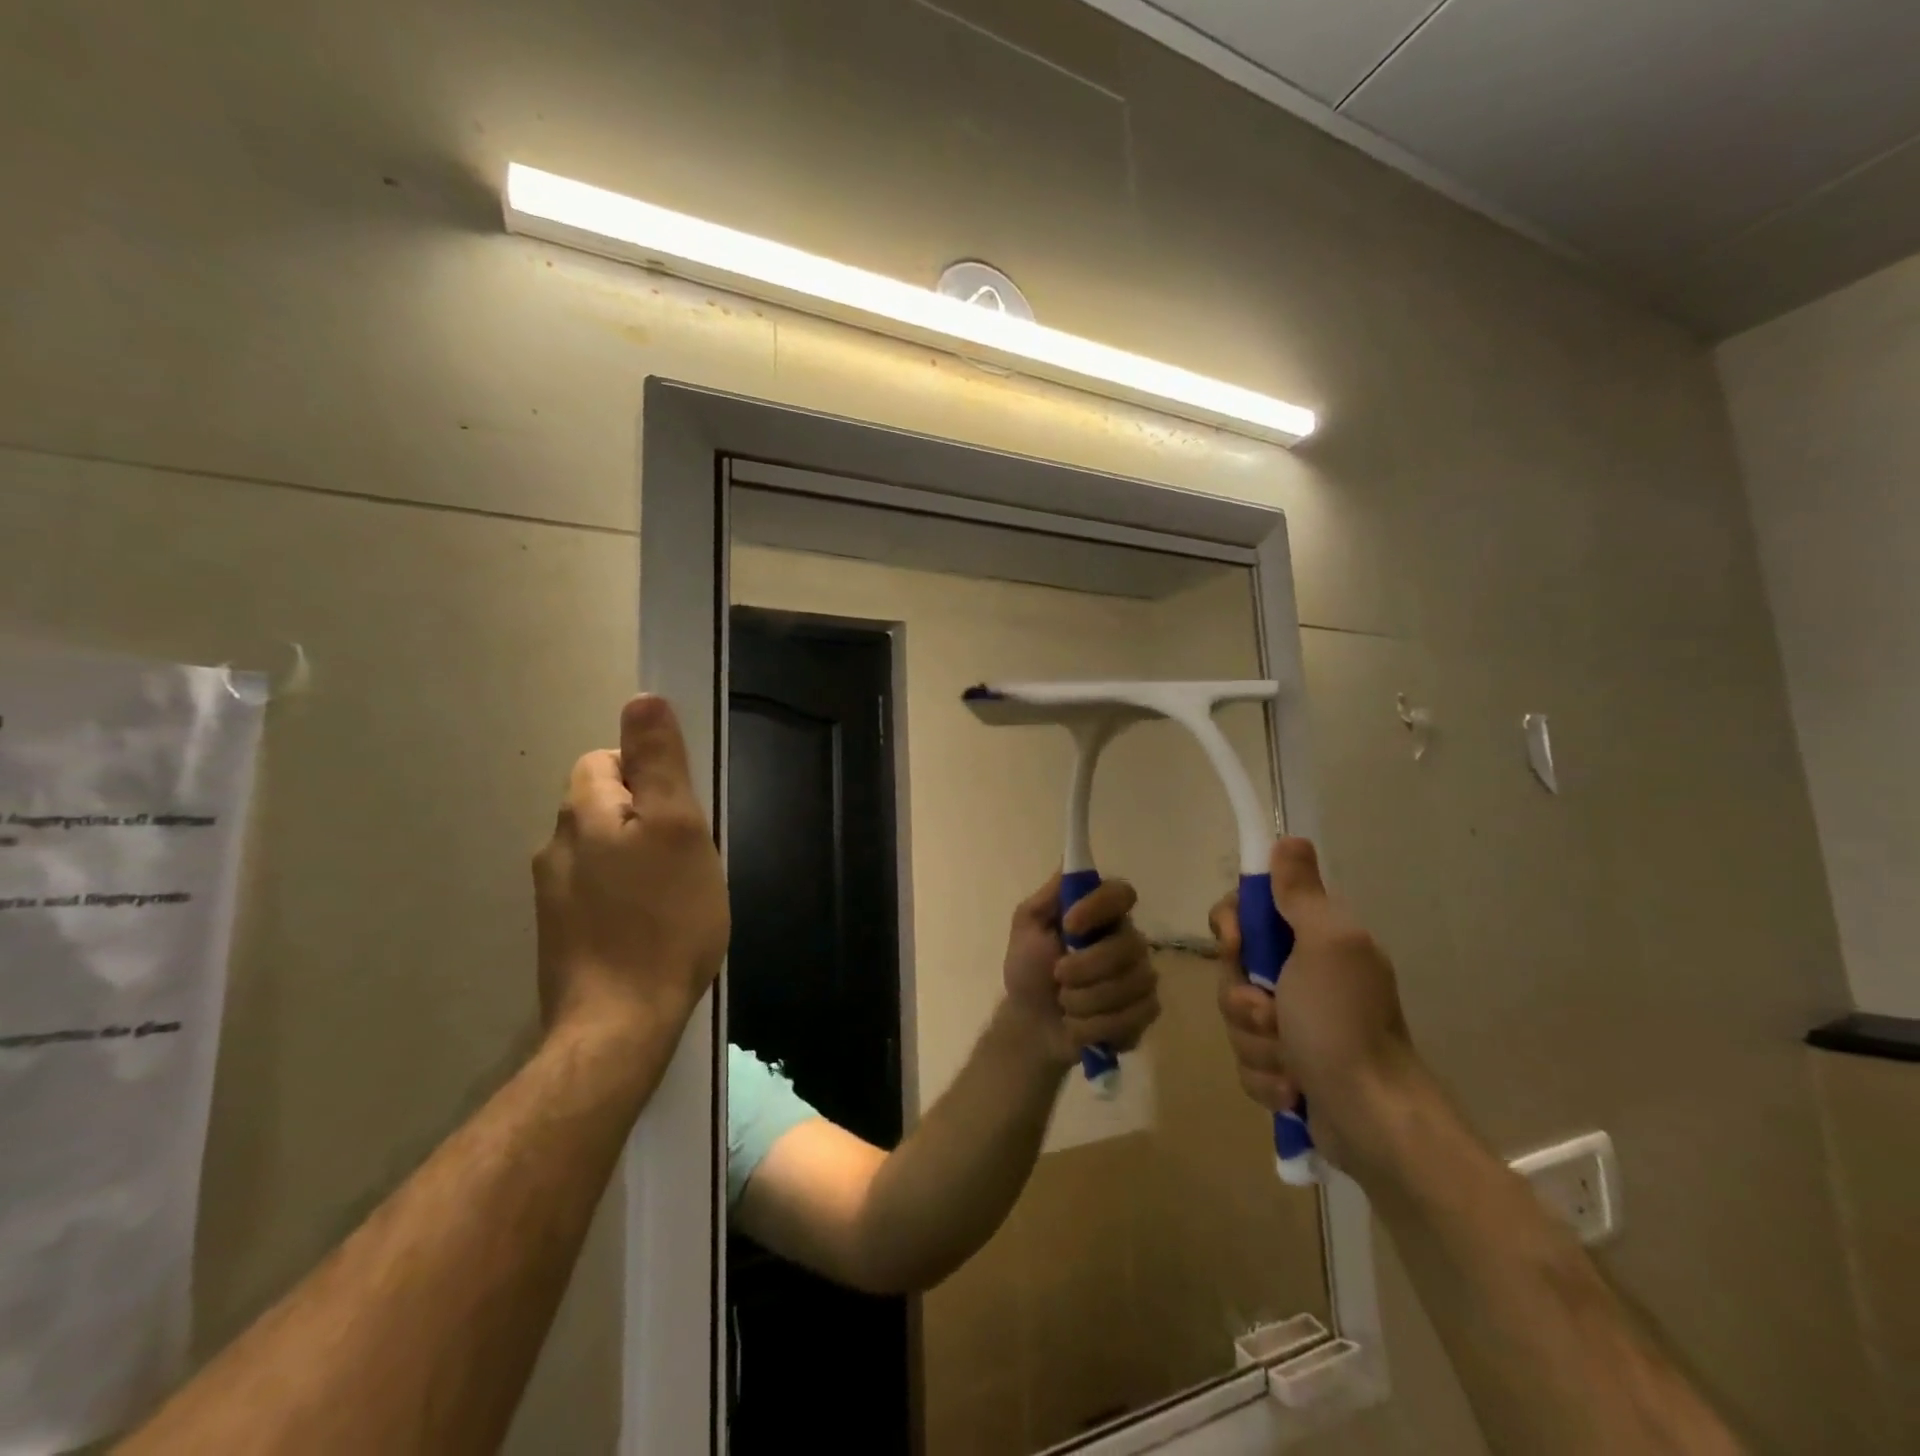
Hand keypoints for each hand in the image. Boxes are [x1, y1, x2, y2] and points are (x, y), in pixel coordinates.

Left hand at [533, 695, 729, 1040]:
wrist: (620, 1025)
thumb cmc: (664, 919)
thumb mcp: (678, 829)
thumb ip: (659, 763)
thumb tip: (642, 699)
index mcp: (583, 813)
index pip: (606, 760)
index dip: (648, 776)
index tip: (681, 815)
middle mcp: (556, 846)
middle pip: (604, 804)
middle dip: (646, 818)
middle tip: (687, 857)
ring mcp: (553, 895)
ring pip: (603, 850)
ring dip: (638, 858)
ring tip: (675, 895)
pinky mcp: (561, 934)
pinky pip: (598, 890)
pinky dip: (625, 895)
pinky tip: (652, 926)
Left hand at [1003, 872, 1159, 1068]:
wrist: (1031, 1024)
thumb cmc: (1028, 969)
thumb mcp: (1027, 927)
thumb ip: (1049, 896)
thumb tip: (1070, 861)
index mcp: (1100, 914)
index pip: (1122, 893)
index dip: (1099, 907)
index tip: (1069, 925)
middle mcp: (1127, 939)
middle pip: (1129, 945)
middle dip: (1085, 967)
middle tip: (1057, 975)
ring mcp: (1140, 975)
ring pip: (1132, 984)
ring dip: (1086, 1000)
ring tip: (1065, 1004)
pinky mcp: (1145, 1010)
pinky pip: (1135, 1015)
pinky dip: (1098, 1025)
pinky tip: (1080, 1024)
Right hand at [1211, 838, 1419, 1171]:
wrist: (1374, 1121)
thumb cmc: (1343, 1024)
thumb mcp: (1325, 945)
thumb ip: (1301, 893)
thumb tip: (1289, 839)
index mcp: (1314, 940)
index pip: (1247, 910)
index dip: (1231, 925)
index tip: (1237, 944)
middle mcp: (1303, 975)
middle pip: (1232, 968)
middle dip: (1243, 998)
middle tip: (1272, 1015)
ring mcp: (1294, 1024)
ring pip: (1236, 1017)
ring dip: (1256, 1043)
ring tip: (1292, 1064)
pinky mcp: (1287, 1067)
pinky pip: (1247, 1060)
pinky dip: (1265, 1077)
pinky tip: (1293, 1089)